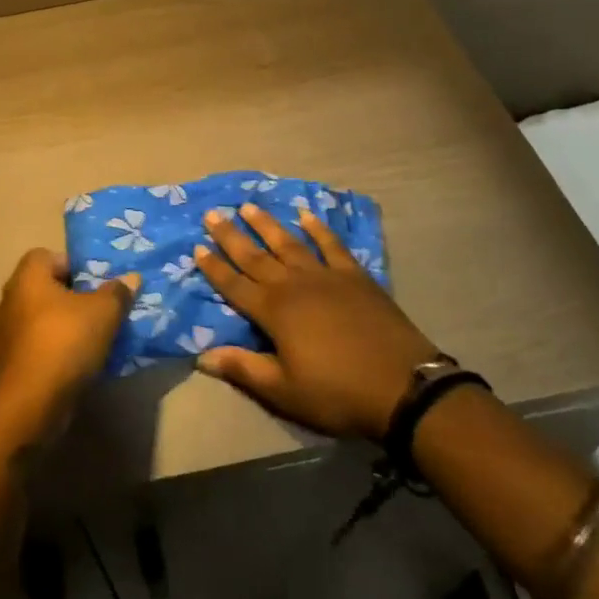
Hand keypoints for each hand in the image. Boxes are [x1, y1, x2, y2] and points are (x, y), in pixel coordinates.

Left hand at [0, 249, 138, 437]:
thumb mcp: (103, 313)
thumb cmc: (65, 342)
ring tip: (93, 340)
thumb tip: (131, 278)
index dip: (73, 265)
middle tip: (100, 310)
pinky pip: (36, 347)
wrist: (29, 404)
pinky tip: (76, 365)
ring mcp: (5, 333)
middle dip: (72, 297)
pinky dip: (54, 352)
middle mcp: (10, 298)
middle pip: (45, 288)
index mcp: (28, 276)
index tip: (96, 284)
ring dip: (63, 327)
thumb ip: (117, 293)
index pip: (47, 255)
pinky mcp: (7, 364)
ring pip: (41, 320)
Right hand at [194, 203, 440, 441]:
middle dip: (231, 236)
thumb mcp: (284, 391)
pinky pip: (331, 245)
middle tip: (212, 214)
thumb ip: (243, 369)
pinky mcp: (354, 276)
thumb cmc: (337, 393)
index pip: (235, 285)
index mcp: (273, 312)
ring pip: (288, 243)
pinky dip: (318, 229)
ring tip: (249, 206)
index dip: (214, 268)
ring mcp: (325, 276)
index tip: (197, 247)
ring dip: (267, 225)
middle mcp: (293, 285)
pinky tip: (306, 215)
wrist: (402, 385)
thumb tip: (202, 356)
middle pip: (255, 256)